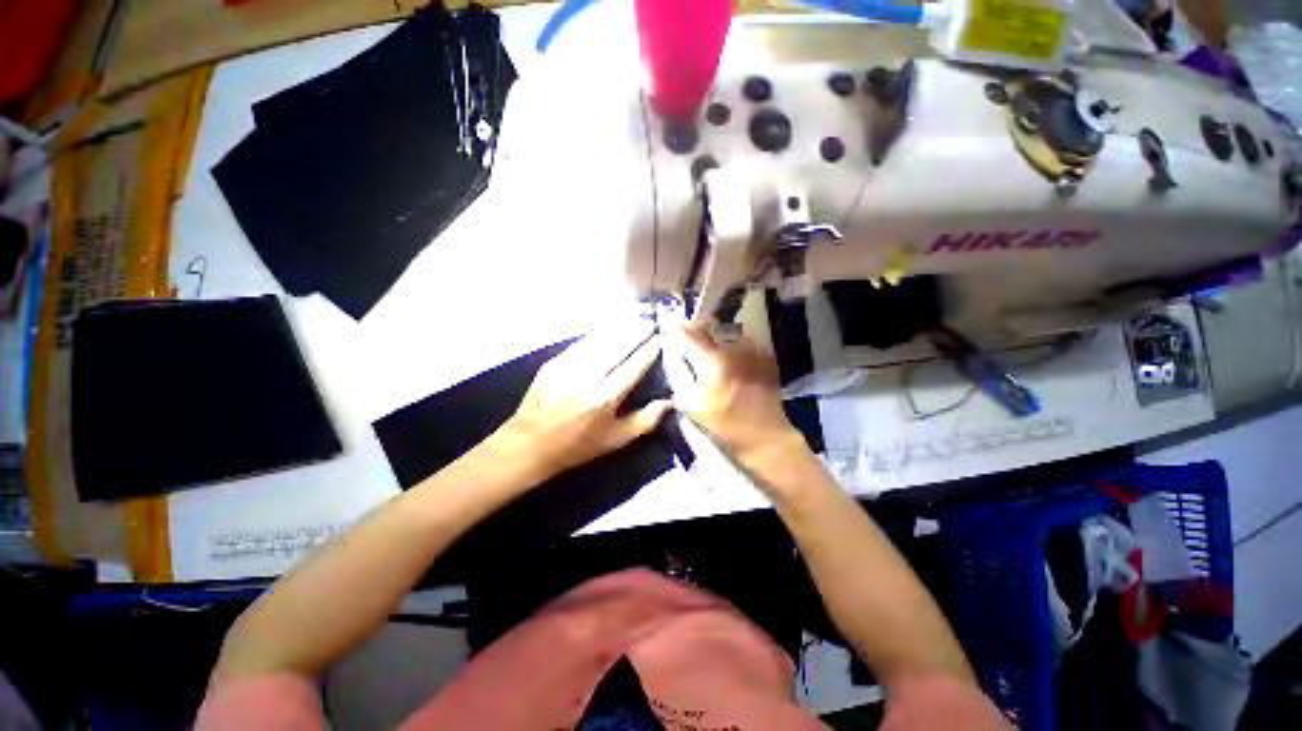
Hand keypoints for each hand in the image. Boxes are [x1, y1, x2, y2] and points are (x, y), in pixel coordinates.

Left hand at [493, 326, 671, 479]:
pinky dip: (598, 333)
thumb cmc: (579, 445)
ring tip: (634, 318)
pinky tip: (608, 327)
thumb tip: (671, 401)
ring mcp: (568, 366)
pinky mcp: (554, 362)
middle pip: (618, 346)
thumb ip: (646, 420)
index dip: (649, 350)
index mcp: (605, 397)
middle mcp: (588, 376)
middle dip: (637, 331)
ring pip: (600, 339)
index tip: (661, 339)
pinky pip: (581, 342)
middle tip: (651, 322)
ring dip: (619, 327)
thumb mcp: (616, 440)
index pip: (634, 365)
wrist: (530, 444)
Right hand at [669, 325, 803, 462]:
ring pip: (727, 331)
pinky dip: (733, 342)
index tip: (669, 327)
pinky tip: (731, 355)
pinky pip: (744, 339)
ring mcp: (752, 350)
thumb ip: (680, 376)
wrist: (764, 434)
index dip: (675, 329)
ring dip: (715, 334)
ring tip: (711, 343)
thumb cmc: (725, 423)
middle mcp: (734, 350)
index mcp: (713, 364)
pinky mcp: (766, 354)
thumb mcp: (693, 405)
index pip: (688, 335)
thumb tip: (673, 355)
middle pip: (708, 326)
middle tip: (689, 334)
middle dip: (696, 327)